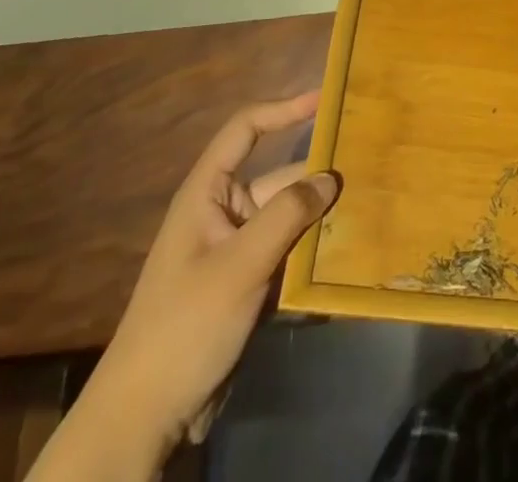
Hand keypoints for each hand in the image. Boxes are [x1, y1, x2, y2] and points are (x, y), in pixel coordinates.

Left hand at [69, 93, 336, 468]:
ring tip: (371, 206)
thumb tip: (330, 177)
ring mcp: (237, 251)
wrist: (146, 418)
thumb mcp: (239, 266)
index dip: (283, 110)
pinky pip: (288, 254)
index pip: (246, 130)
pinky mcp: (248, 285)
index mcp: (208, 193)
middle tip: (369, 168)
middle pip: (279, 178)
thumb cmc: (185, 325)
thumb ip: (287, 215)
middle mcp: (224, 213)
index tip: (324, 99)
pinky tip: (348, 254)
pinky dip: (314, 251)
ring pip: (289, 219)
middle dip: (318, 176)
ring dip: (321, 217)